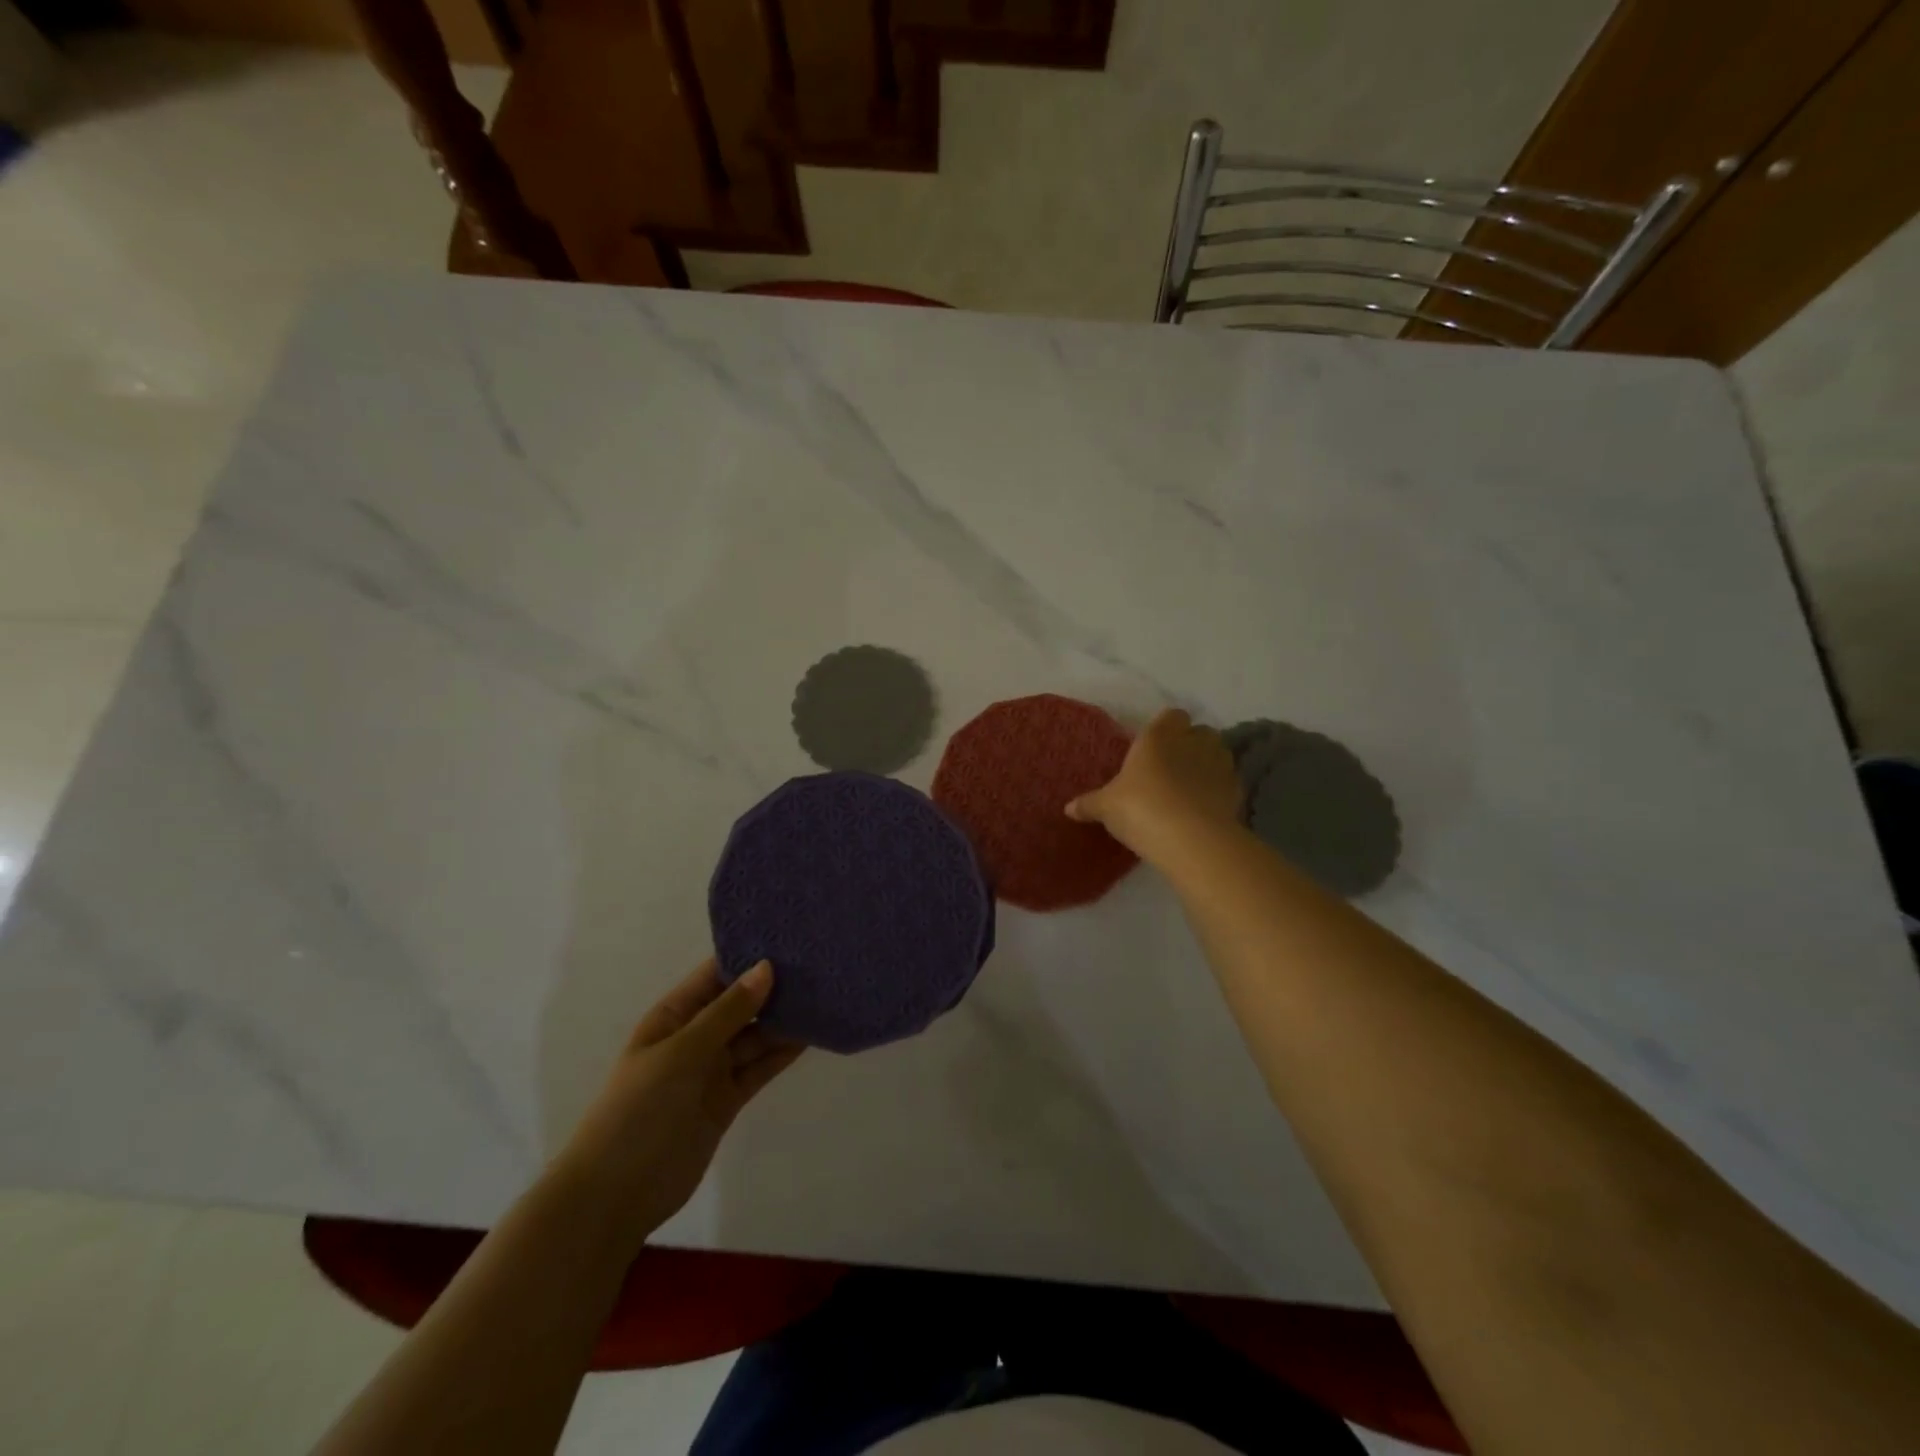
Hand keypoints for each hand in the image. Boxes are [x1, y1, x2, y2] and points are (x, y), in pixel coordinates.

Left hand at [558, 958, 802, 1240]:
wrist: (615, 1194)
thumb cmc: (639, 1108)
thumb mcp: (682, 1052)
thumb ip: (728, 1011)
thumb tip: (766, 967)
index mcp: (673, 1016)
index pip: (715, 974)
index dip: (748, 956)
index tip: (790, 937)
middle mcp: (695, 1036)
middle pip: (740, 1004)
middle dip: (774, 987)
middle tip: (819, 964)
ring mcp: (711, 1069)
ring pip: (755, 1035)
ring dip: (784, 1020)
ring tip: (825, 995)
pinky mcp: (727, 1099)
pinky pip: (759, 1067)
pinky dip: (783, 1053)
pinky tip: (812, 1035)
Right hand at [1066, 708, 1241, 866]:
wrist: (1189, 839)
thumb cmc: (1140, 808)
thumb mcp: (1106, 807)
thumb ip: (1089, 804)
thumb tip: (1068, 809)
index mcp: (1159, 736)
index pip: (1172, 715)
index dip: (1166, 727)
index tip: (1155, 746)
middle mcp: (1192, 742)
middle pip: (1199, 732)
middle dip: (1190, 745)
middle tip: (1171, 768)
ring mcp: (1219, 764)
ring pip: (1218, 754)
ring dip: (1207, 765)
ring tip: (1190, 788)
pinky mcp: (1236, 790)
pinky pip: (1227, 782)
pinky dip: (1218, 791)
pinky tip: (1204, 809)